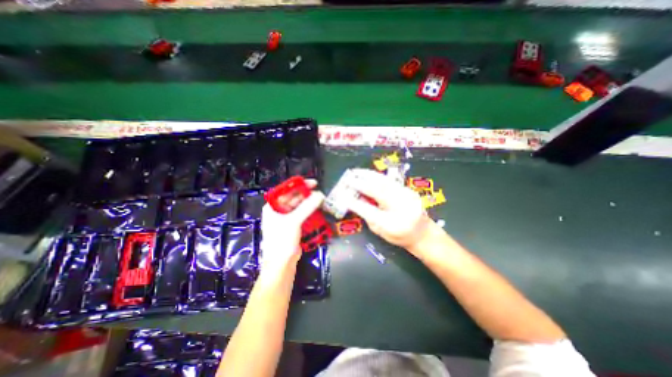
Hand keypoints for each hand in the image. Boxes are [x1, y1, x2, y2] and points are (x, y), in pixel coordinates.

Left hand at [260, 184, 325, 278]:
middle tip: (320, 193)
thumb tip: (320, 194)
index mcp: (273, 206)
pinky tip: (318, 211)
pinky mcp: (293, 226)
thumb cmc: (282, 240)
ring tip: (321, 201)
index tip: (314, 183)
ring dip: (310, 204)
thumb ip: (307, 206)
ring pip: (299, 207)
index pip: (286, 190)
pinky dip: (310, 212)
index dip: (300, 185)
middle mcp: (278, 211)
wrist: (281, 264)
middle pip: (294, 198)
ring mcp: (286, 219)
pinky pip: (302, 215)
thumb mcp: (294, 221)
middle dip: (307, 195)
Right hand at [344, 169, 432, 256]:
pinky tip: (368, 175)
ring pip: (385, 182)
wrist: (423, 233)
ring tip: (356, 172)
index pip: (369, 211)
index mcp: (393, 224)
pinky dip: (376, 177)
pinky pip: (389, 181)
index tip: (343, 195)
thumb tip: (355, 200)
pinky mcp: (409, 190)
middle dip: (361, 183)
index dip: (354, 202)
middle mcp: (402, 208)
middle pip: (378, 191)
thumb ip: (368, 216)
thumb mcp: (380, 231)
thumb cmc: (399, 236)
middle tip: (349, 178)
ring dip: (368, 175)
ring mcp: (408, 197)